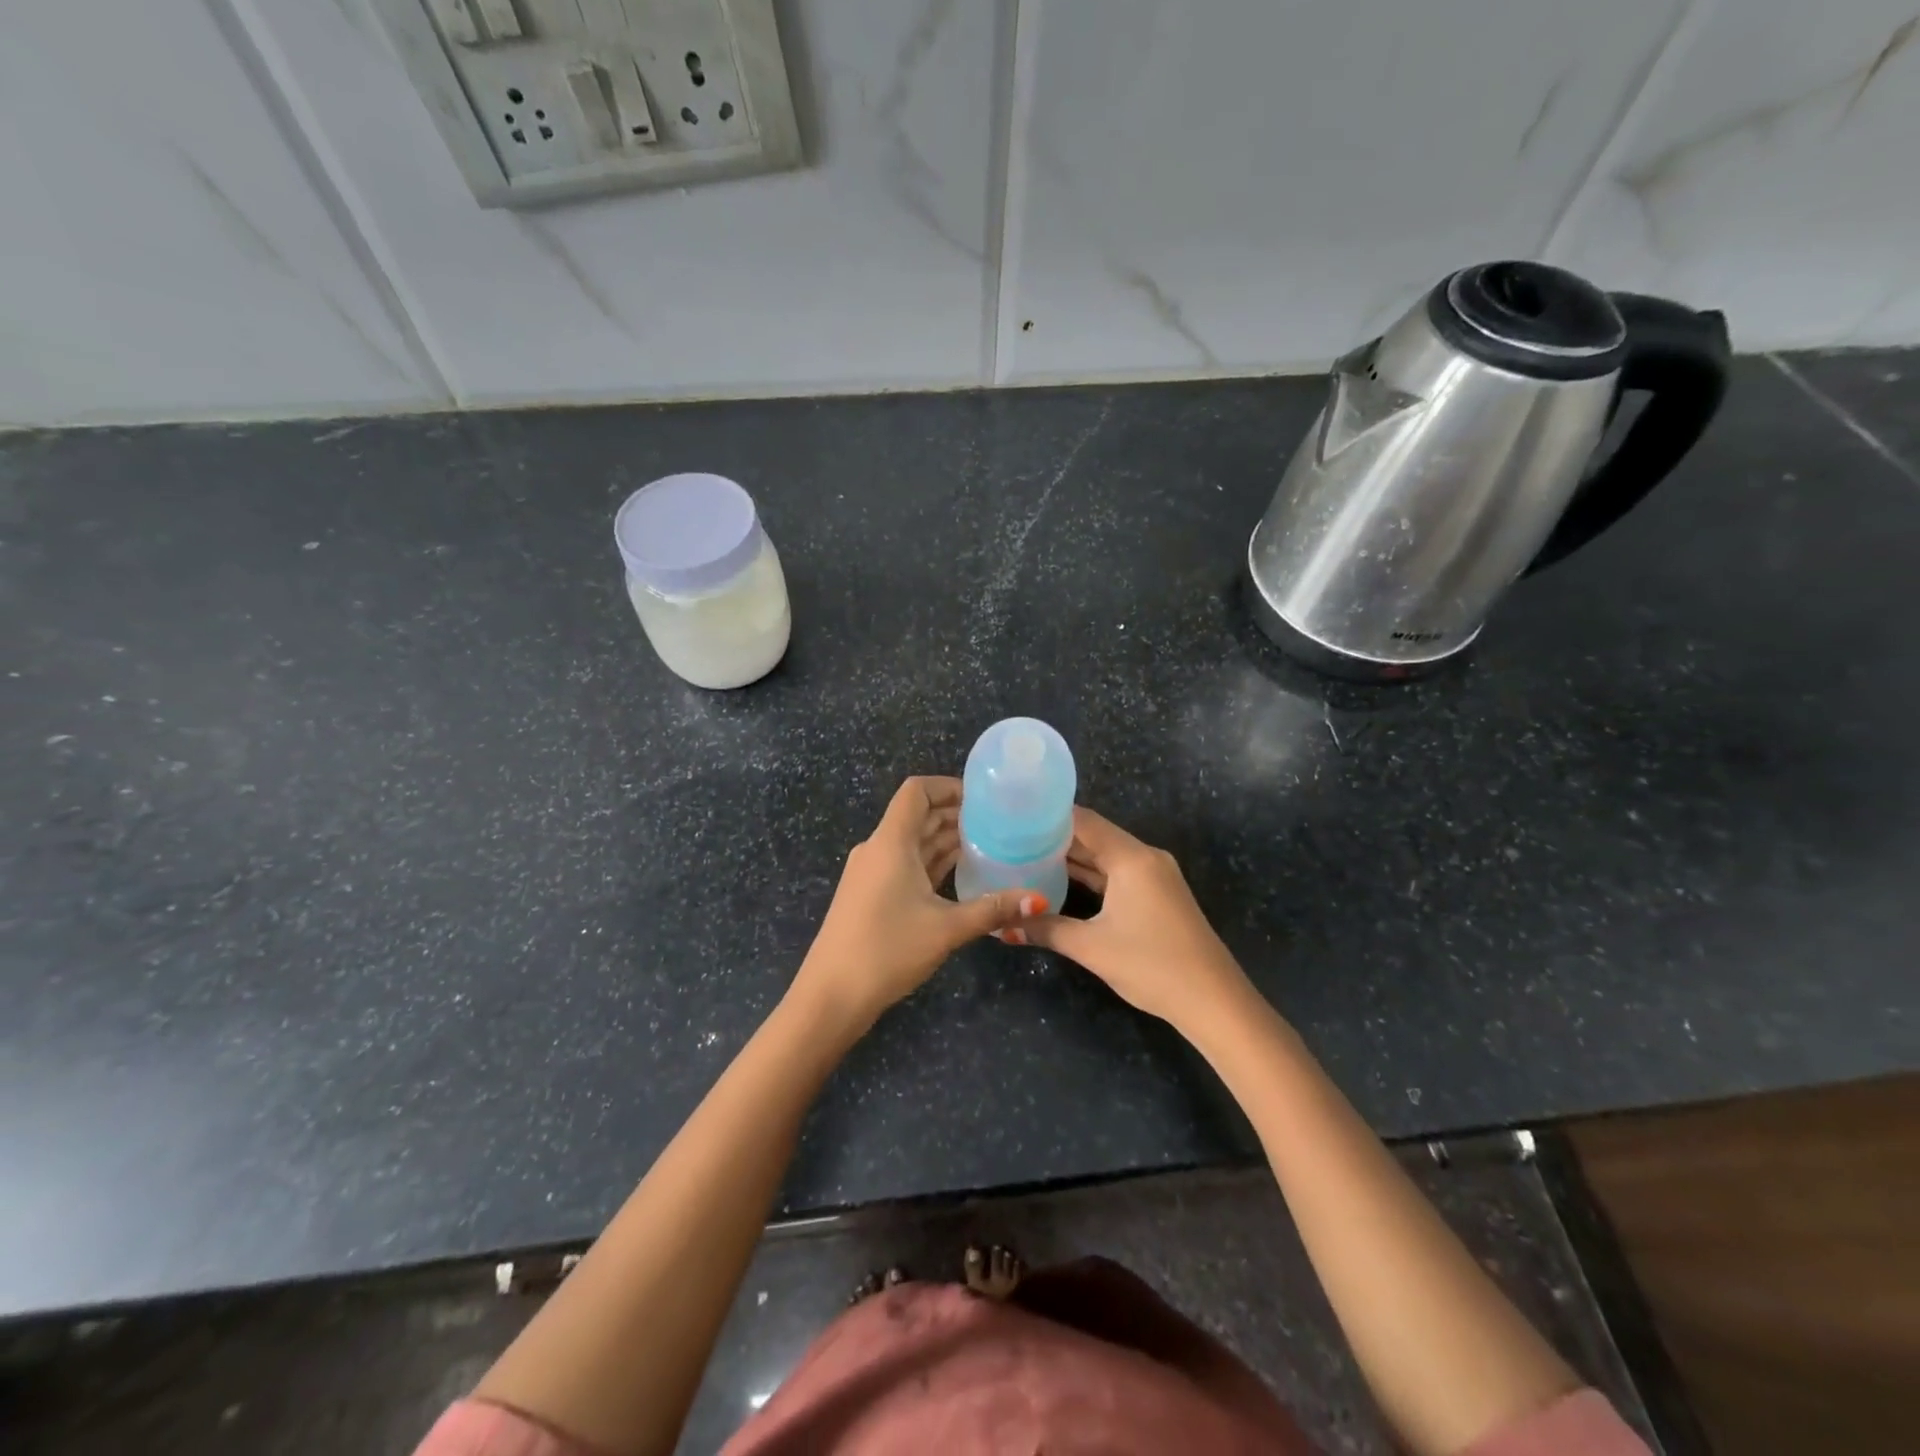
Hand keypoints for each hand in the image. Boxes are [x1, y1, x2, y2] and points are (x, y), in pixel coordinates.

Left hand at [792, 776, 1045, 1026]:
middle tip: (999, 823)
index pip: (917, 791)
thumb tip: (1037, 899)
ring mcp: (872, 872)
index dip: (948, 786)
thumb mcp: (945, 928)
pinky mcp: (871, 894)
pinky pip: (906, 864)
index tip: (984, 798)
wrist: (830, 996)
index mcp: (891, 842)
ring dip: (946, 840)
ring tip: (990, 846)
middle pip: (918, 815)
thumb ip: (992, 909)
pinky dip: (933, 863)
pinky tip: (962, 875)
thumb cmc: (887, 950)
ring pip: (914, 842)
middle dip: (956, 814)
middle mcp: (878, 848)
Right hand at [1024, 807, 1254, 1033]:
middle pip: (1094, 836)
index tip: (1014, 816)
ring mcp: (1155, 876)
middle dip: (1055, 838)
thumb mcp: (1091, 947)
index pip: (1083, 821)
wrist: (1213, 1001)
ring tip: (1028, 856)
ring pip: (1106, 857)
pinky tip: (1061, 881)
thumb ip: (1045, 929)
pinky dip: (1092, 875)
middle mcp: (1145, 857)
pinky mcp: (1158, 896)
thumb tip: (1000, 926)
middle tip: (1012, 838)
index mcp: (1131, 858)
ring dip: (1072, 858)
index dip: (1048, 816)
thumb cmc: (1151, 965)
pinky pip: (1118, 874)